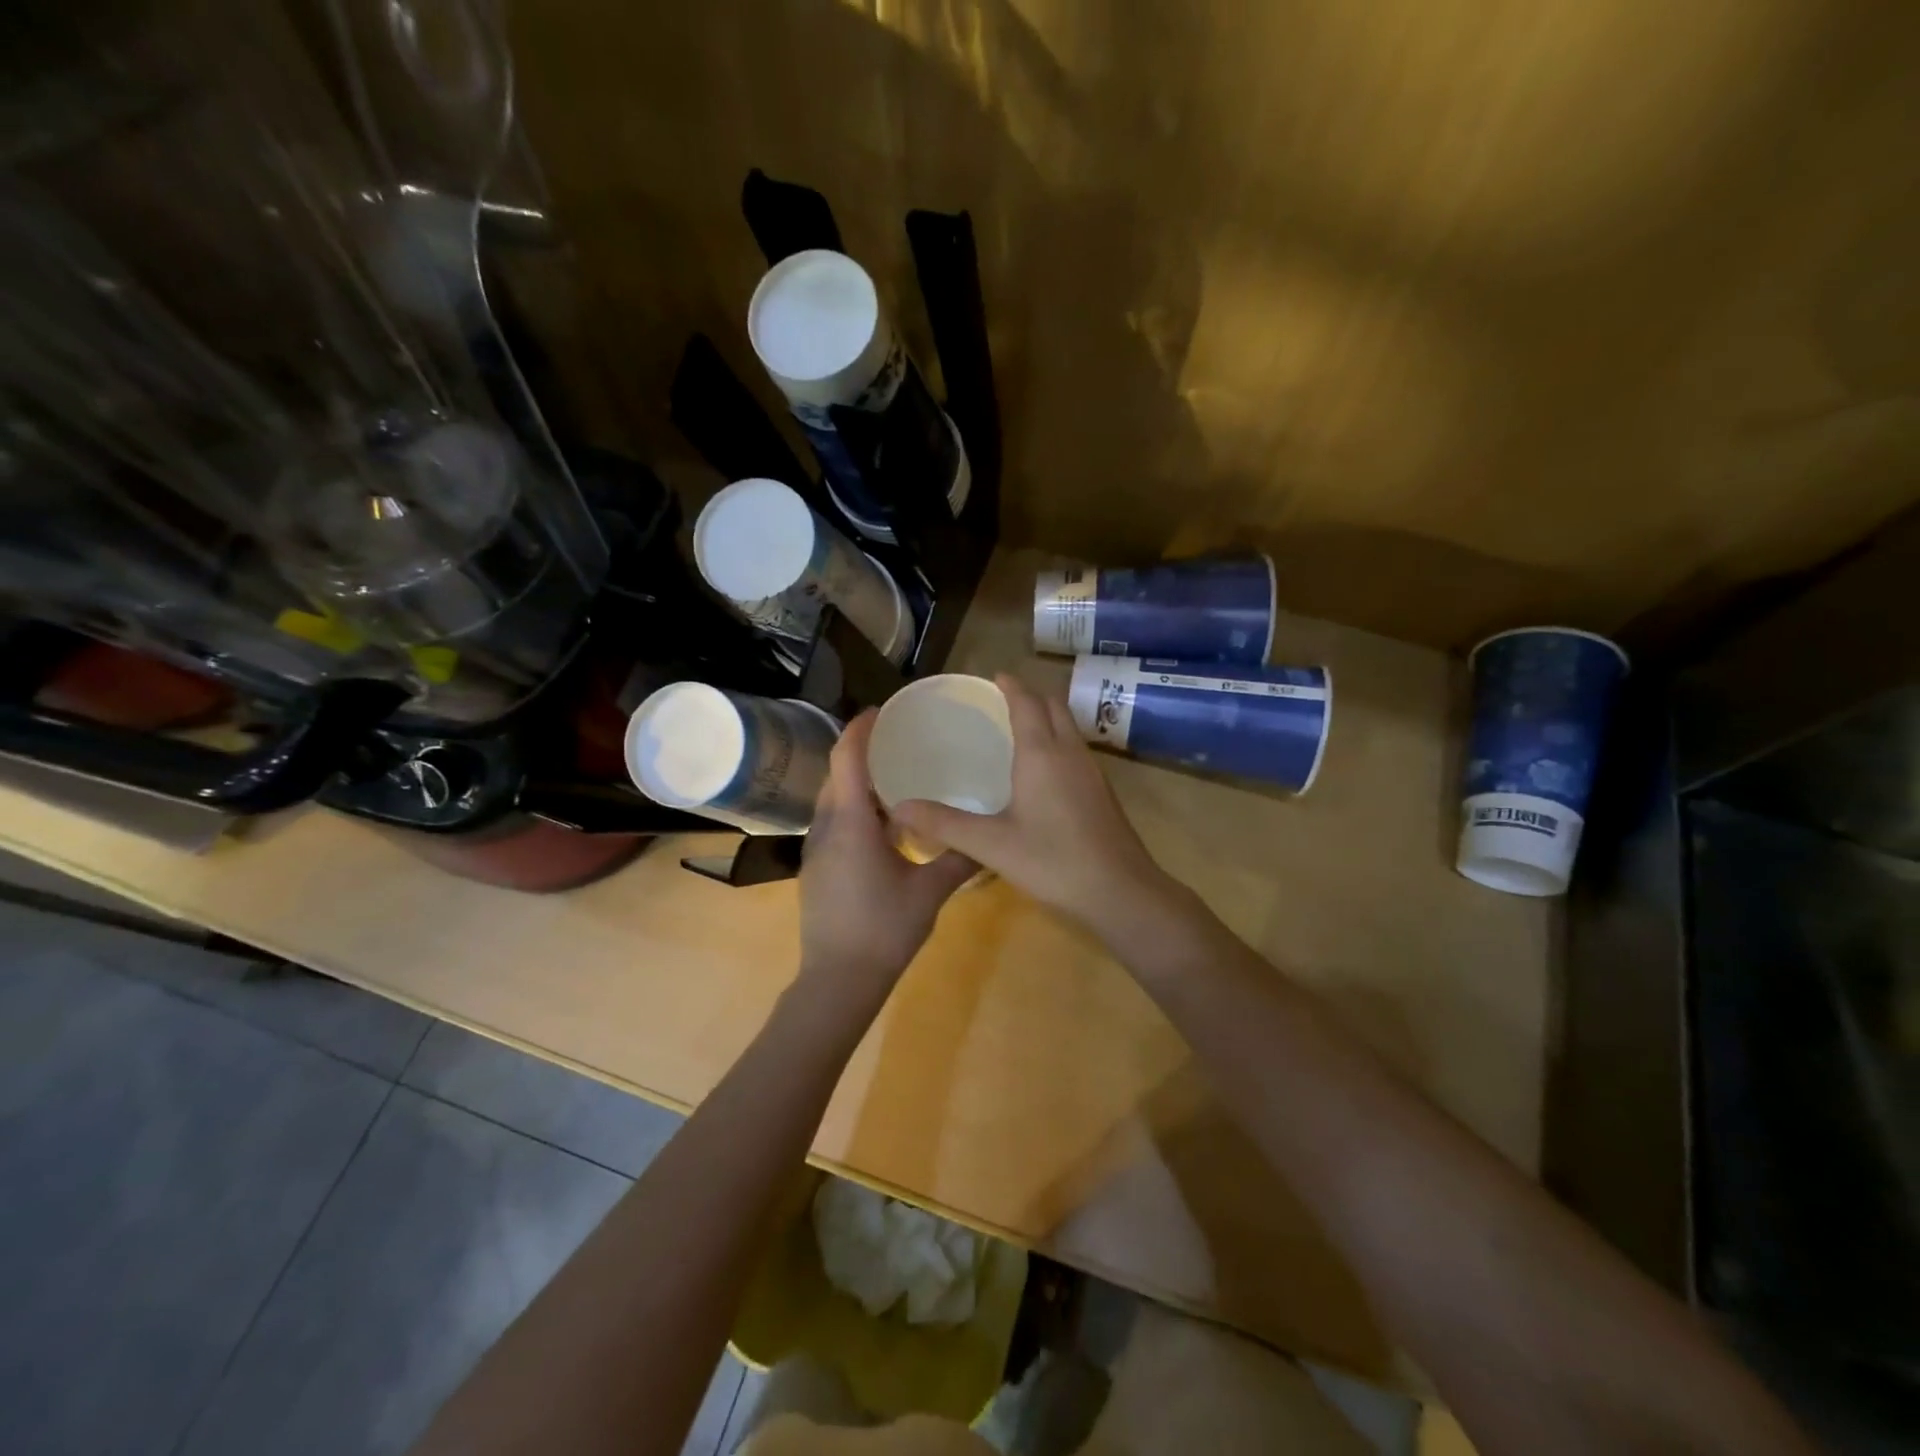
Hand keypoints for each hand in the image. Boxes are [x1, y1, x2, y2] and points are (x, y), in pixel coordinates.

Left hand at [798, 710, 978, 1005]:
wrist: (837, 980)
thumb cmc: (883, 929)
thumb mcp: (929, 892)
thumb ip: (958, 860)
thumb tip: (988, 840)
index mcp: (852, 823)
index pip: (848, 759)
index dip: (860, 729)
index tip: (880, 711)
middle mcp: (827, 827)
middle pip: (837, 775)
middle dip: (861, 754)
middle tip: (898, 743)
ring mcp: (816, 850)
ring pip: (833, 802)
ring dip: (858, 786)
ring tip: (896, 782)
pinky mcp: (816, 869)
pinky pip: (833, 824)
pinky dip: (854, 812)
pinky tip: (883, 828)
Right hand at [891, 674, 1168, 925]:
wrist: (1120, 891)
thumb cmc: (1053, 861)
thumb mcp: (991, 844)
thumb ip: (945, 823)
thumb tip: (900, 807)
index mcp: (1042, 754)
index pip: (1027, 703)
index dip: (1011, 686)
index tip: (995, 676)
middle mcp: (1070, 753)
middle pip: (1054, 707)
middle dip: (1031, 696)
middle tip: (1004, 700)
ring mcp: (1092, 772)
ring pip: (1069, 728)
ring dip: (1048, 718)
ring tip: (1021, 727)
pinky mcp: (1102, 792)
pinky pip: (1076, 750)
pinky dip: (1058, 742)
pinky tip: (1044, 770)